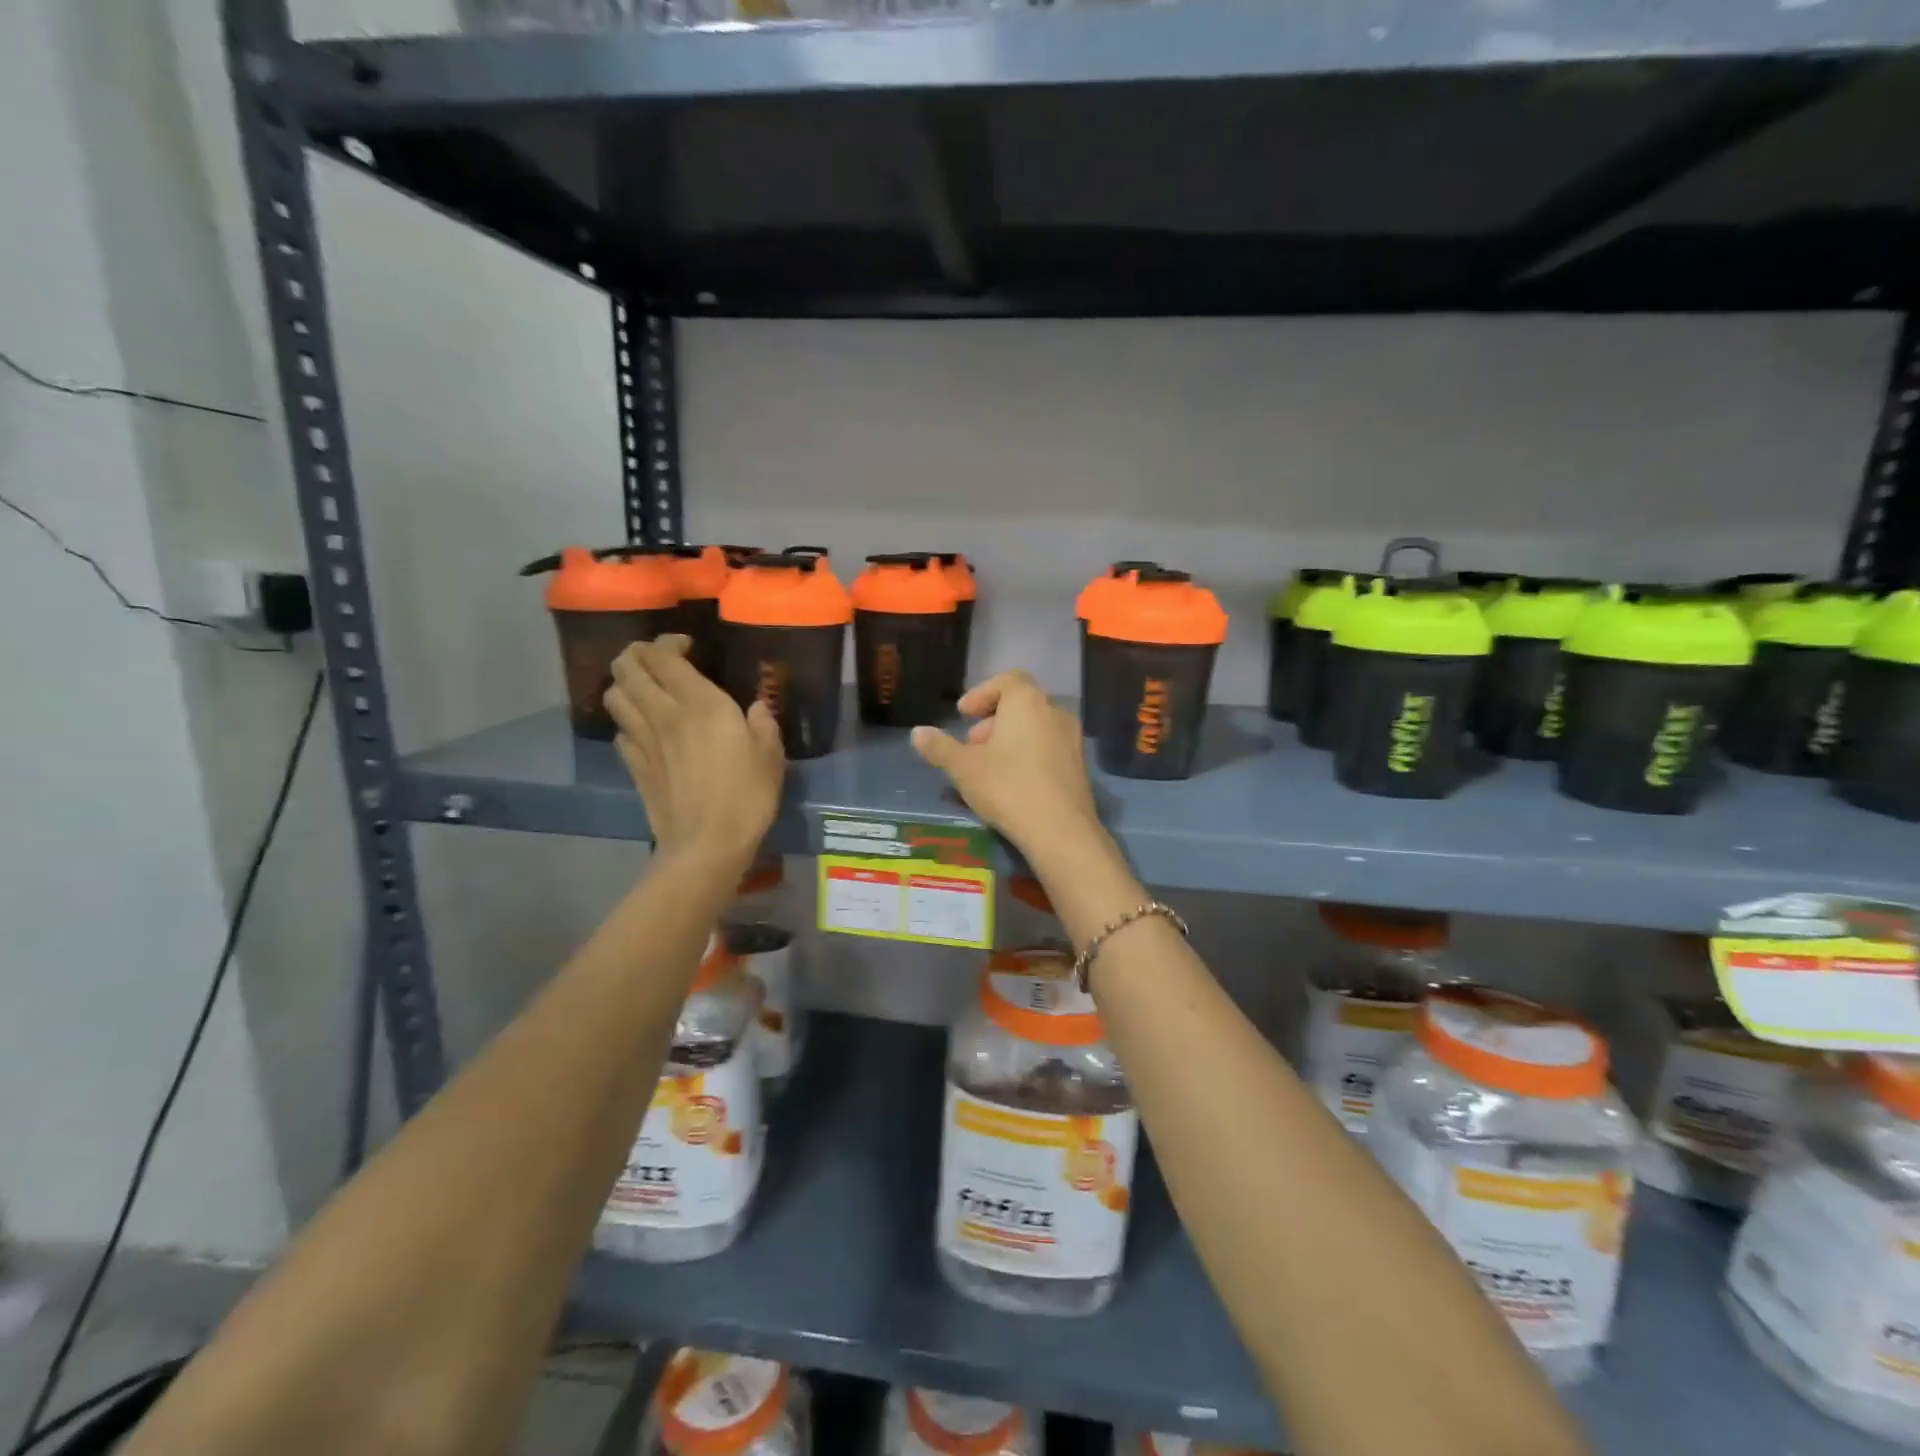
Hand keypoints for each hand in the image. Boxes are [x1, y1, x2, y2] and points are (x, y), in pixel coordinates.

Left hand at [606, 636, 784, 865]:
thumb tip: (756, 708)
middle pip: (627, 667)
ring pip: (614, 695)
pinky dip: (628, 720)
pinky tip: (645, 728)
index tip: (688, 647)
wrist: (706, 844)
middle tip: (660, 661)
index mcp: (699, 703)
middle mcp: (663, 713)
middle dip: (638, 654)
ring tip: (647, 688)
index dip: (669, 642)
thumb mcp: (770, 755)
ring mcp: (643, 740)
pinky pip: (620, 730)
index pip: (663, 654)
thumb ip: (763, 723)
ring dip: (626, 683)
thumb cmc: (747, 796)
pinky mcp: (634, 766)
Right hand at [910, 671, 1099, 858]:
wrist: (1060, 830)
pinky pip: (1049, 746)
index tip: (963, 715)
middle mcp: (1054, 711)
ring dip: (1011, 738)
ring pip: (1036, 726)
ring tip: (990, 765)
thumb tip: (917, 732)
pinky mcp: (1080, 764)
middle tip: (972, 745)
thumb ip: (939, 747)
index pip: (1006, 680)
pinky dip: (1029, 753)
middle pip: (1021, 703)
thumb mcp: (963, 768)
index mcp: (1027, 701)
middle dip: (993, 719)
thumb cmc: (1007, 787)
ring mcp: (1072, 738)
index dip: (981, 694)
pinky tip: (1014, 782)